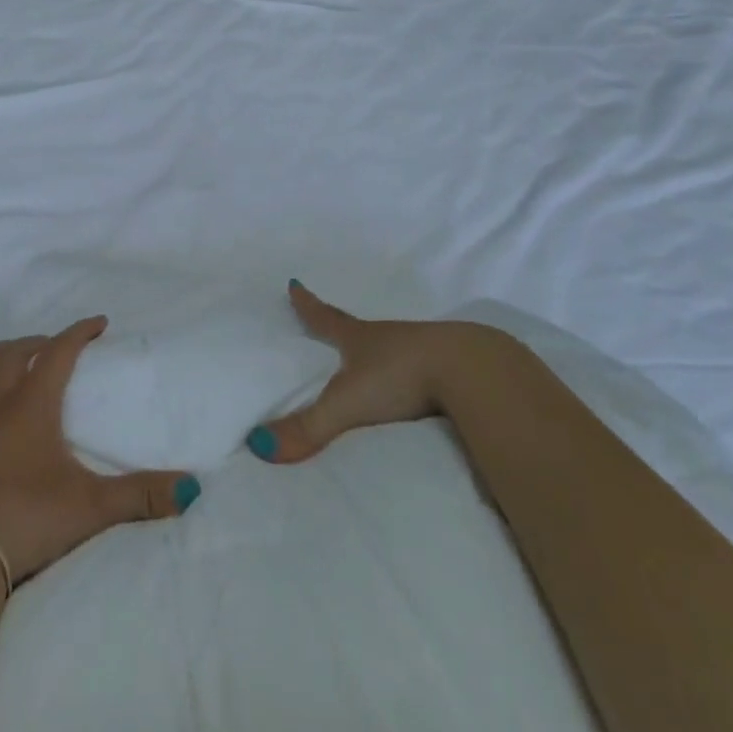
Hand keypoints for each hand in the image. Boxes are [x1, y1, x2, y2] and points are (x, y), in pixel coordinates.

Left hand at [0, 317, 200, 584]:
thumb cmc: (30, 521)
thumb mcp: (93, 508)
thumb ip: (142, 495)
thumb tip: (193, 489)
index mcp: (33, 408)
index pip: (60, 355)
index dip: (78, 333)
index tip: (96, 323)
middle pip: (14, 356)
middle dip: (34, 344)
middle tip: (50, 346)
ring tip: (2, 352)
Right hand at [246, 281, 489, 464]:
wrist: (474, 372)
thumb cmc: (401, 376)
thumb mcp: (347, 403)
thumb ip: (308, 427)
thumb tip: (258, 446)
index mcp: (361, 339)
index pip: (327, 318)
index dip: (308, 306)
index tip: (295, 285)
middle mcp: (390, 338)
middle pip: (361, 331)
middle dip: (345, 331)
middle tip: (334, 329)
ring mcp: (426, 351)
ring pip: (397, 350)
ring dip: (384, 356)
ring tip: (376, 367)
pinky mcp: (456, 371)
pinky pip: (428, 371)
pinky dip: (418, 378)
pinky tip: (422, 393)